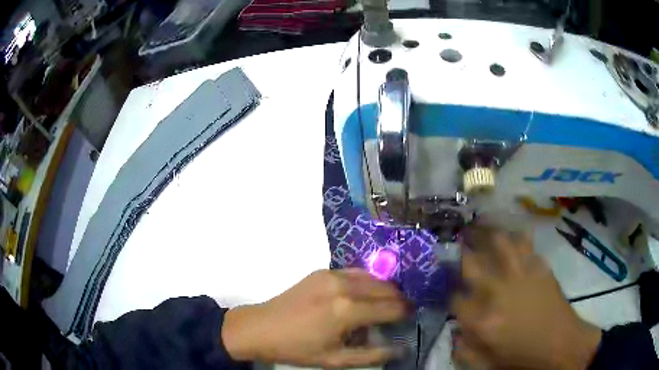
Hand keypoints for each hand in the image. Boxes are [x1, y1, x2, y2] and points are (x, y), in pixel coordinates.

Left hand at [222, 269, 408, 367]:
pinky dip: (367, 281)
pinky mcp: (321, 271)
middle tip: (403, 310)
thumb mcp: (336, 360)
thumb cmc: (298, 348)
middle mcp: (343, 286)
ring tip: (387, 302)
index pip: (390, 307)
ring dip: (384, 288)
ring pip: (372, 277)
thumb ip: (372, 355)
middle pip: (385, 287)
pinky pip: (354, 272)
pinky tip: (366, 292)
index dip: (405, 311)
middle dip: (399, 298)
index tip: (412, 315)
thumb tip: (400, 349)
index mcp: (347, 310)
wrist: (261, 327)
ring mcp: (331, 275)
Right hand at [451, 225, 602, 369]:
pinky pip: (525, 244)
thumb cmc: (522, 358)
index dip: (448, 292)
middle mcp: (498, 291)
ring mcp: (521, 275)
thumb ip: (464, 350)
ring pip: (499, 242)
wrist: (560, 345)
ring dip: (486, 233)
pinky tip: (511, 237)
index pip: (454, 298)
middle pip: (471, 263)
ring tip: (479, 225)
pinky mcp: (539, 267)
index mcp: (482, 320)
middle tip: (455, 242)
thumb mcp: (487, 365)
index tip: (447, 288)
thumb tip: (455, 332)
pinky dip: (515, 238)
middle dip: (459, 252)